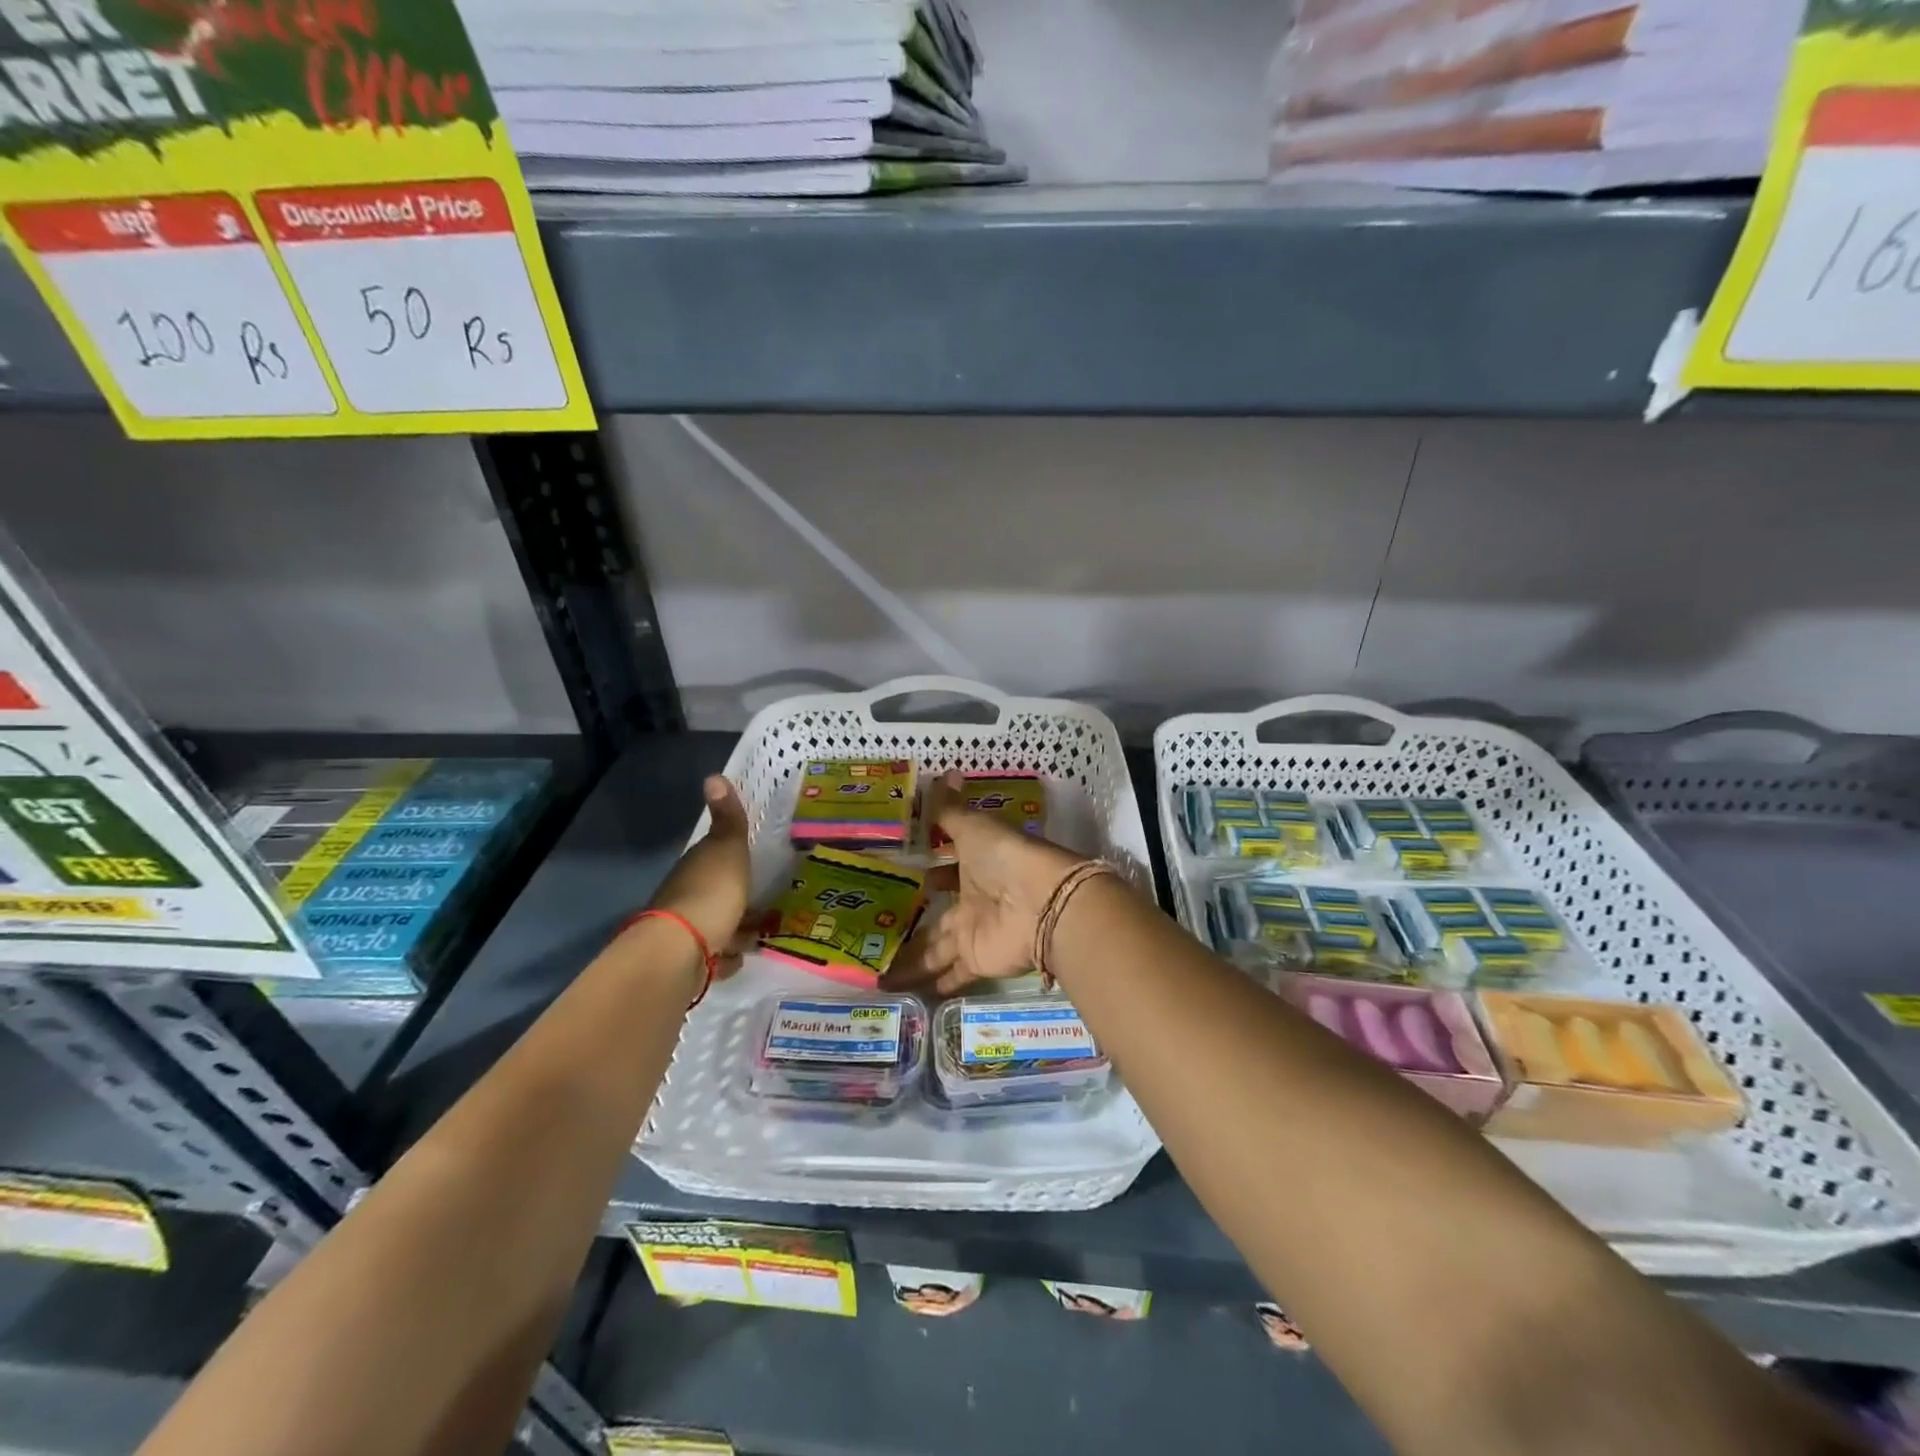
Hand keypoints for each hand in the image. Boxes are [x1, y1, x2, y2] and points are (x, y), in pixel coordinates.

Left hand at [645, 775, 753, 966]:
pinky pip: (714, 957)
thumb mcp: (727, 849)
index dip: (732, 859)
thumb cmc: (711, 893)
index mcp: (696, 867)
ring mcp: (686, 931)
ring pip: (717, 926)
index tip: (753, 864)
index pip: (714, 857)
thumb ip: (727, 819)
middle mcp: (686, 896)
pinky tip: (739, 958)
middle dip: (737, 899)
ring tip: (762, 934)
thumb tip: (713, 775)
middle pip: (716, 894)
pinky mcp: (690, 963)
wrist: (681, 951)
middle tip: (767, 905)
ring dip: (735, 930)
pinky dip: (726, 958)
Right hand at [888, 770, 1084, 996]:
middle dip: (911, 924)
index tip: (895, 878)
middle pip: (936, 915)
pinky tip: (904, 993)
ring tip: (876, 974)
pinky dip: (931, 984)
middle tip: (875, 933)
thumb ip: (951, 810)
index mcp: (972, 867)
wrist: (1042, 902)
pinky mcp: (977, 960)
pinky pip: (949, 974)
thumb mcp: (974, 828)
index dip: (923, 872)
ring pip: (935, 949)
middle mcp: (972, 900)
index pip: (942, 869)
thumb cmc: (1006, 857)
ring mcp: (974, 932)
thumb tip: (944, 772)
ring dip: (912, 960)